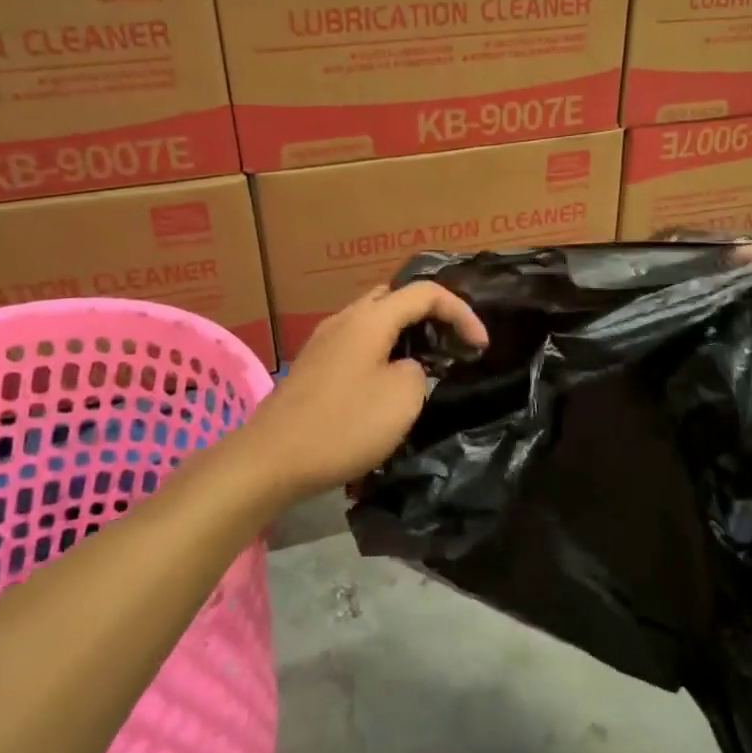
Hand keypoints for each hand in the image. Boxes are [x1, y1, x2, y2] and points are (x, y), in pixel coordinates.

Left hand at [239, 282, 488, 499]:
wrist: (270, 459)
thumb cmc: (343, 425)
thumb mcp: (403, 398)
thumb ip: (419, 370)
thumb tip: (407, 367)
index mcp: (370, 318)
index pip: (426, 293)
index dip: (461, 312)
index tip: (480, 345)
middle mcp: (345, 318)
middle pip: (395, 297)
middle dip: (430, 314)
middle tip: (451, 342)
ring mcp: (324, 341)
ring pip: (374, 320)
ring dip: (404, 334)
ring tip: (426, 362)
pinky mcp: (313, 366)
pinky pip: (358, 343)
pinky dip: (382, 350)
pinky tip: (387, 383)